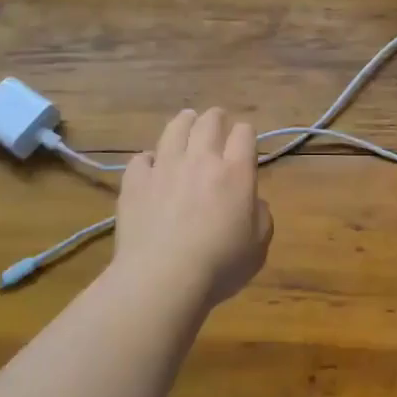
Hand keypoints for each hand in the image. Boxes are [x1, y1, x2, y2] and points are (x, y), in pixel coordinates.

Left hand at [113, 108, 273, 310]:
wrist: (163, 278)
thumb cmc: (220, 265)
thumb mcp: (259, 246)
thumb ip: (261, 217)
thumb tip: (253, 202)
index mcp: (236, 172)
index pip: (244, 134)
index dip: (246, 133)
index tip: (245, 140)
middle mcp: (201, 161)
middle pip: (208, 123)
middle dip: (216, 117)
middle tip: (217, 118)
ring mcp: (165, 168)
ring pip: (174, 130)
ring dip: (184, 122)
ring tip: (186, 119)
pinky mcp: (135, 183)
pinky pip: (141, 159)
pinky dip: (149, 158)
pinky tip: (151, 164)